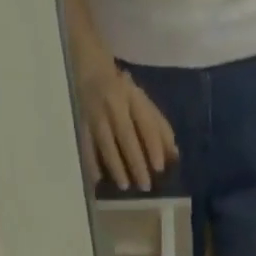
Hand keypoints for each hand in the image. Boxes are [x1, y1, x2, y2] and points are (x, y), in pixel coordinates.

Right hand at [73, 58, 177, 191]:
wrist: (90, 69)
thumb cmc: (123, 94)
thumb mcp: (143, 103)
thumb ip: (159, 128)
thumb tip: (174, 156)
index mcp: (133, 98)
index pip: (145, 123)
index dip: (153, 145)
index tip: (159, 168)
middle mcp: (114, 105)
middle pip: (126, 135)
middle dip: (136, 161)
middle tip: (145, 186)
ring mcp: (96, 114)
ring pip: (106, 142)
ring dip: (115, 166)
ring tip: (124, 186)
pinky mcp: (81, 123)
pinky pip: (86, 146)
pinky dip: (91, 163)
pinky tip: (97, 181)